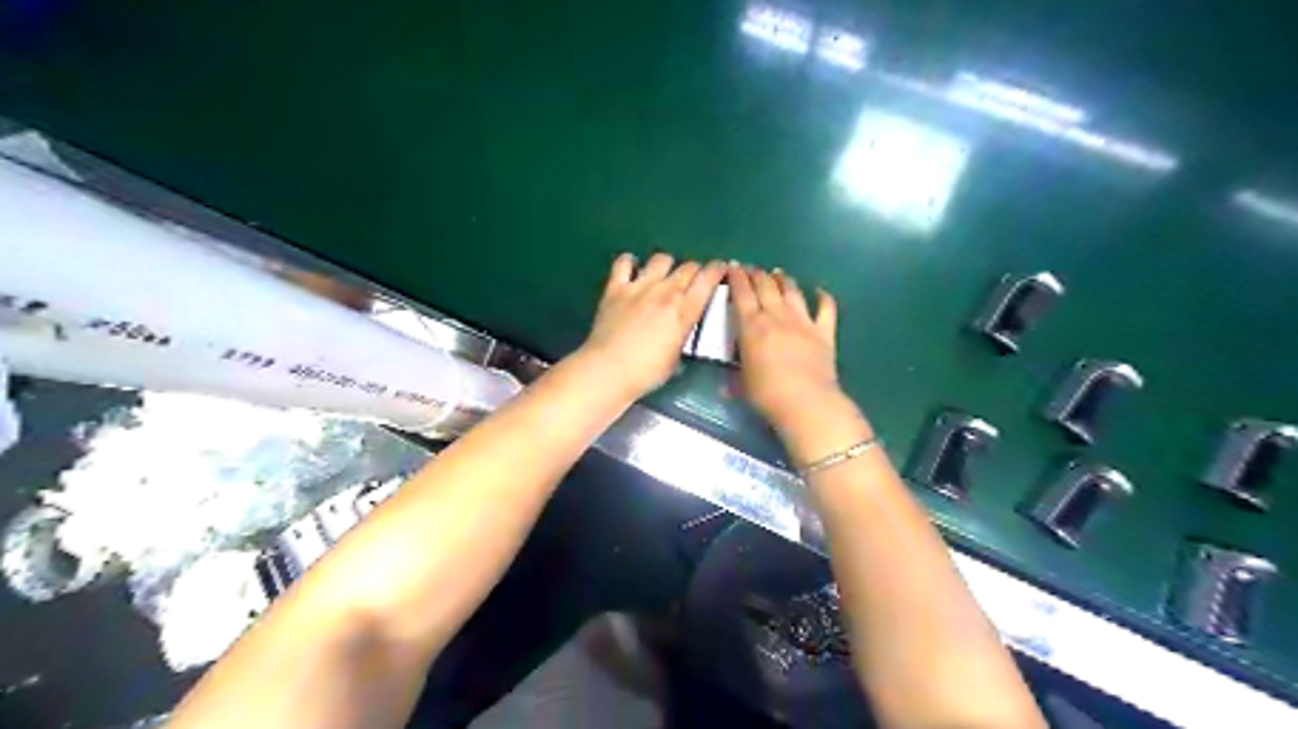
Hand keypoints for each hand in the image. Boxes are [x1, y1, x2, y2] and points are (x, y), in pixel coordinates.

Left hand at [581, 251, 728, 398]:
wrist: (608, 370)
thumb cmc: (646, 372)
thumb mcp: (676, 356)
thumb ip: (682, 334)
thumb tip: (681, 328)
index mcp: (685, 310)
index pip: (708, 278)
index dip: (717, 270)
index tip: (720, 270)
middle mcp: (665, 291)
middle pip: (688, 266)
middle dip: (695, 271)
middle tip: (692, 281)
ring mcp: (639, 286)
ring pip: (661, 259)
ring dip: (667, 265)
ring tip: (664, 275)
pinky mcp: (616, 287)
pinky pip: (624, 262)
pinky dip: (630, 262)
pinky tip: (632, 268)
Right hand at [727, 263, 859, 438]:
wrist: (806, 403)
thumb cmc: (767, 395)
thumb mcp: (741, 384)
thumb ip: (735, 376)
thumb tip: (725, 384)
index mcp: (752, 326)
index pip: (742, 293)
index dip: (736, 277)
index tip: (732, 267)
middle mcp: (776, 316)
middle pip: (766, 286)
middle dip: (756, 274)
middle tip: (751, 269)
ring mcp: (803, 322)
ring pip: (792, 291)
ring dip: (783, 279)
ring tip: (777, 273)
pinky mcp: (824, 332)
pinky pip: (826, 308)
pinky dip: (823, 297)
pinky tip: (820, 291)